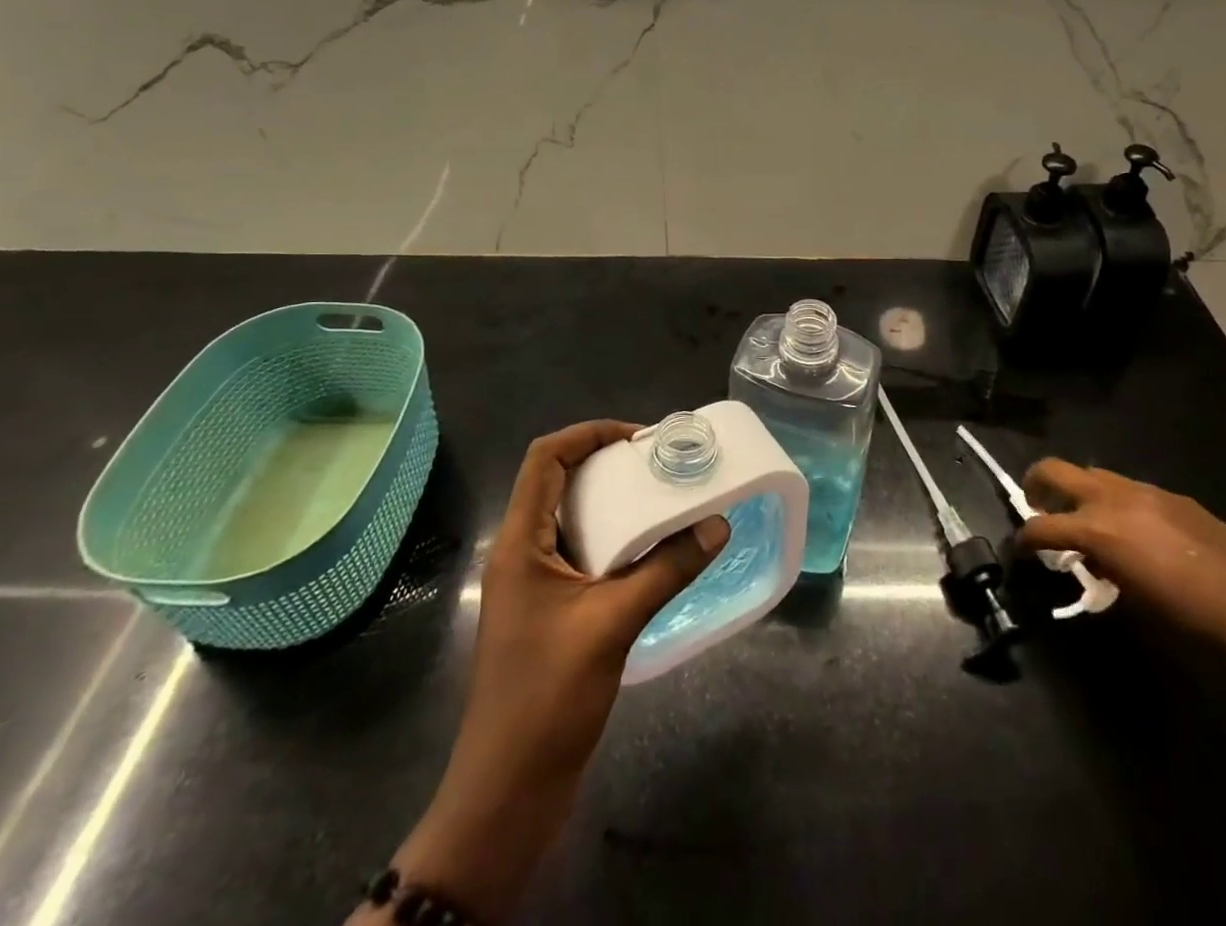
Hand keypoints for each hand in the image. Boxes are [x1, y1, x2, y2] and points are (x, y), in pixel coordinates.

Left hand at [387, 421, 728, 921]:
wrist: (507, 791)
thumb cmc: (548, 697)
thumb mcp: (613, 624)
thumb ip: (667, 569)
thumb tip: (718, 524)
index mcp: (520, 541)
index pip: (545, 458)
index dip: (588, 434)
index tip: (639, 439)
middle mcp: (521, 552)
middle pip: (558, 481)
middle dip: (606, 463)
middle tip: (658, 465)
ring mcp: (532, 584)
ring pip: (571, 519)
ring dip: (612, 503)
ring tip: (661, 499)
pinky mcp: (547, 611)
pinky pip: (580, 554)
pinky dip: (613, 540)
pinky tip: (650, 552)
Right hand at [1017, 459, 1225, 651]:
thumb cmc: (1187, 612)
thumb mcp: (1132, 595)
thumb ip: (1102, 567)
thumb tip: (1090, 559)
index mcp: (1097, 528)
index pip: (1043, 526)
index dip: (1025, 539)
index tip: (1021, 549)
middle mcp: (1111, 498)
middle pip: (1055, 470)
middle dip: (1036, 483)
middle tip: (1034, 504)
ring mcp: (1142, 490)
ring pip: (1092, 474)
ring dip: (1078, 491)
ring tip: (1085, 517)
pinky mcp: (1169, 494)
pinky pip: (1127, 488)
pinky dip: (1115, 500)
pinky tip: (1132, 527)